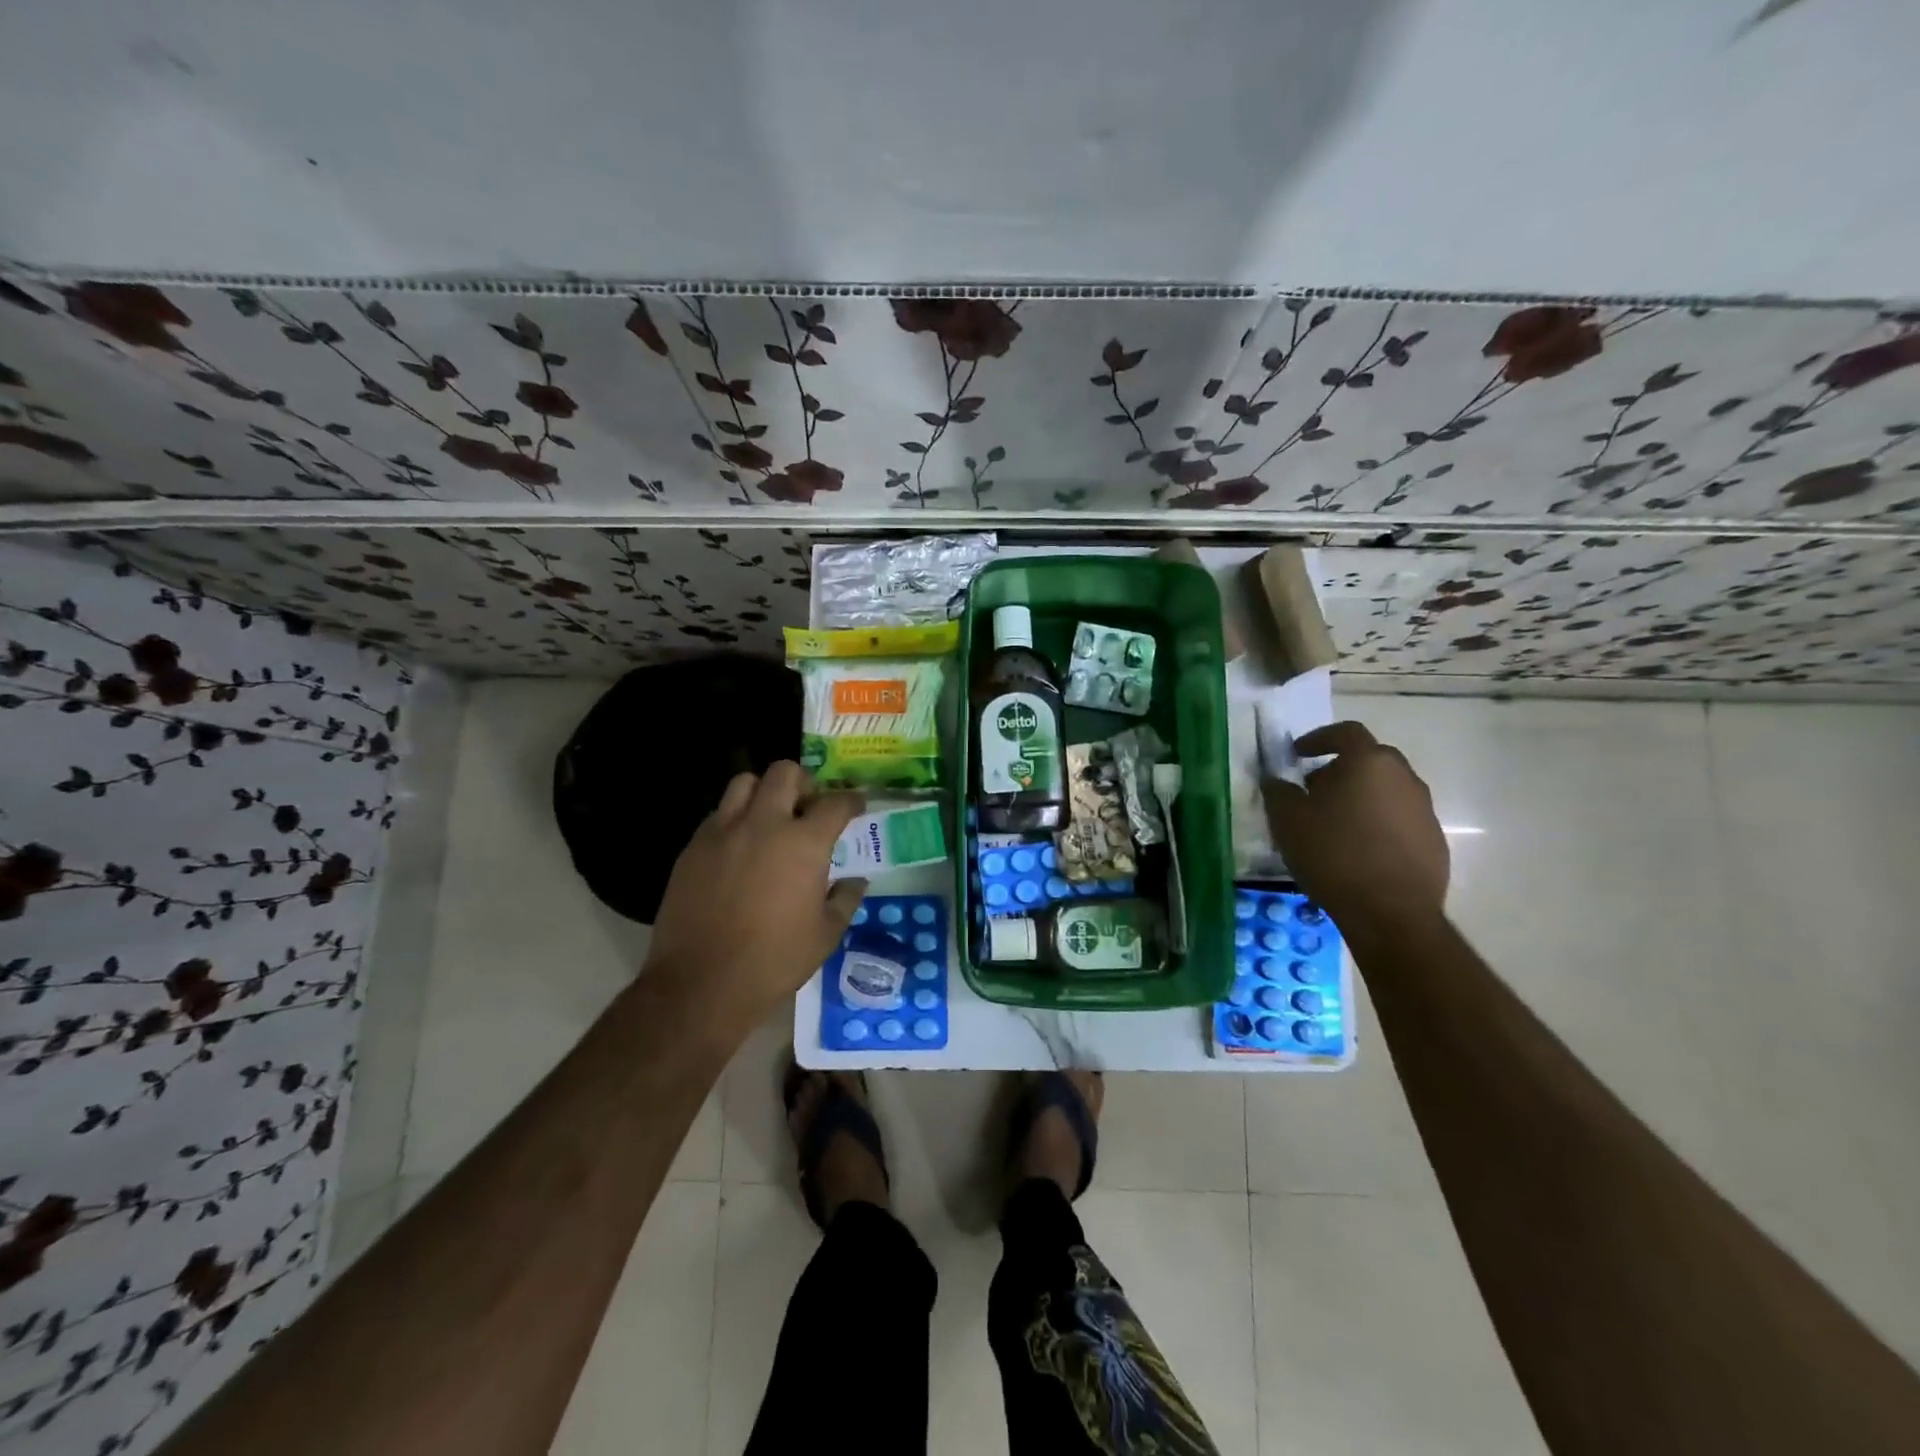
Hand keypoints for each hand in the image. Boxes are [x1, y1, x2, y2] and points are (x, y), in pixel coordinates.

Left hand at [645, 762, 865, 1033]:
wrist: (702, 983)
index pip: (835, 804)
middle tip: (808, 806)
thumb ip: (844, 899)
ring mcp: (724, 832)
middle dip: (804, 782)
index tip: (855, 807)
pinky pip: (718, 814)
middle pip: (785, 773)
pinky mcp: (693, 847)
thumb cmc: (775, 960)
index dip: (851, 802)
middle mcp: (764, 824)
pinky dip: (735, 818)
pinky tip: (740, 846)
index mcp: (804, 843)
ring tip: (770, 817)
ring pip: (745, 782)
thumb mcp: (825, 935)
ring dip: (764, 792)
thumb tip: (856, 881)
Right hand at [1261, 722, 1448, 939]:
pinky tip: (1358, 851)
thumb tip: (1277, 781)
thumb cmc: (1333, 854)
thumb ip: (1278, 791)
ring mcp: (1424, 809)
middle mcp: (1403, 777)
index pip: (1345, 732)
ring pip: (1386, 790)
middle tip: (1313, 792)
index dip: (1318, 738)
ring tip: (1334, 825)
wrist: (1390, 913)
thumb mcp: (1287, 820)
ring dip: (1360, 798)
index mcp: (1368, 762)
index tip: (1297, 754)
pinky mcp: (1434, 841)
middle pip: (1369, 760)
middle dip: (1339, 770)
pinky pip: (1399, 820)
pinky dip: (1377, 824)